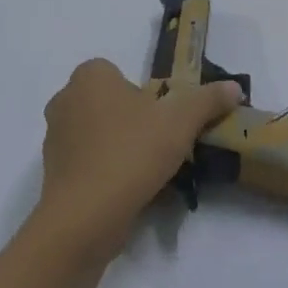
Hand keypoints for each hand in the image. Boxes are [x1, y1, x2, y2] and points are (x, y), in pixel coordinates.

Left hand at [32, 59, 242, 260]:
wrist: (86, 214)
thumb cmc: (131, 153)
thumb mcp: (180, 121)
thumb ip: (207, 100)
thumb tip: (234, 87)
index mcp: (89, 76)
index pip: (120, 73)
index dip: (145, 94)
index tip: (164, 118)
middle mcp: (65, 99)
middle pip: (110, 104)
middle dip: (134, 121)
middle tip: (161, 144)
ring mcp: (55, 137)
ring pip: (99, 134)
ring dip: (121, 147)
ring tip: (149, 171)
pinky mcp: (54, 171)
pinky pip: (88, 162)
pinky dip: (107, 171)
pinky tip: (129, 190)